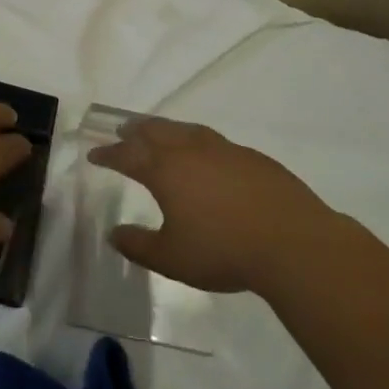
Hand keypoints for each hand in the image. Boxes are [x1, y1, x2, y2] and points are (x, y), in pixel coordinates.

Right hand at [88, 118, 330, 293]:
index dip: (109, 155)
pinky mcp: (252, 157)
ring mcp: (224, 150)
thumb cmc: (224, 251)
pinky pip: (214, 141)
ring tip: (159, 132)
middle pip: (155, 131)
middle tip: (123, 131)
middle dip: (135, 131)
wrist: (293, 243)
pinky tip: (206, 155)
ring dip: (166, 129)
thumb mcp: (172, 258)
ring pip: (186, 130)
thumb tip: (114, 233)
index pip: (128, 155)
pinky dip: (197, 141)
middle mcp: (190, 151)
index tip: (95, 155)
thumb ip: (139, 245)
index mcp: (165, 170)